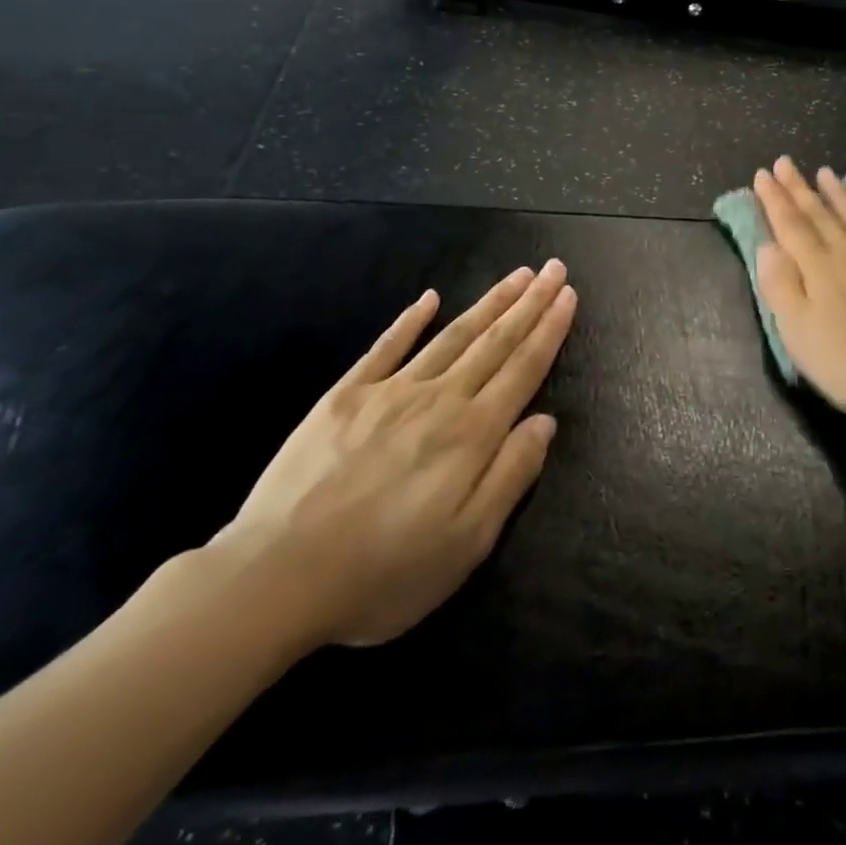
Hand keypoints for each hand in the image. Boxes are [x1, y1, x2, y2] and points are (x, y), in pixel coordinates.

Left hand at [209, 261, 576, 651]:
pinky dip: (410, 320)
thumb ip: (510, 475)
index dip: (549, 330)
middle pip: (494, 341)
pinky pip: (386, 347)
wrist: (276, 576)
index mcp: (471, 434)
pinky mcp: (345, 396)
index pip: (523, 369)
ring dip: (488, 303)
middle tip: (553, 268)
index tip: (568, 295)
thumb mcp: (466, 544)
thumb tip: (545, 421)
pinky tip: (429, 299)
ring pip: (452, 336)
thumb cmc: (383, 573)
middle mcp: (438, 399)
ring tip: (516, 275)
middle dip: (529, 303)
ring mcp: (389, 391)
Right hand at [753, 157, 845, 431]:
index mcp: (819, 270)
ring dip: (840, 198)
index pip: (790, 226)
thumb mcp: (798, 333)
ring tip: (827, 173)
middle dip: (799, 189)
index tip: (762, 173)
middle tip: (785, 162)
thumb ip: (780, 286)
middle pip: (821, 217)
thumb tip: (767, 246)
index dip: (775, 200)